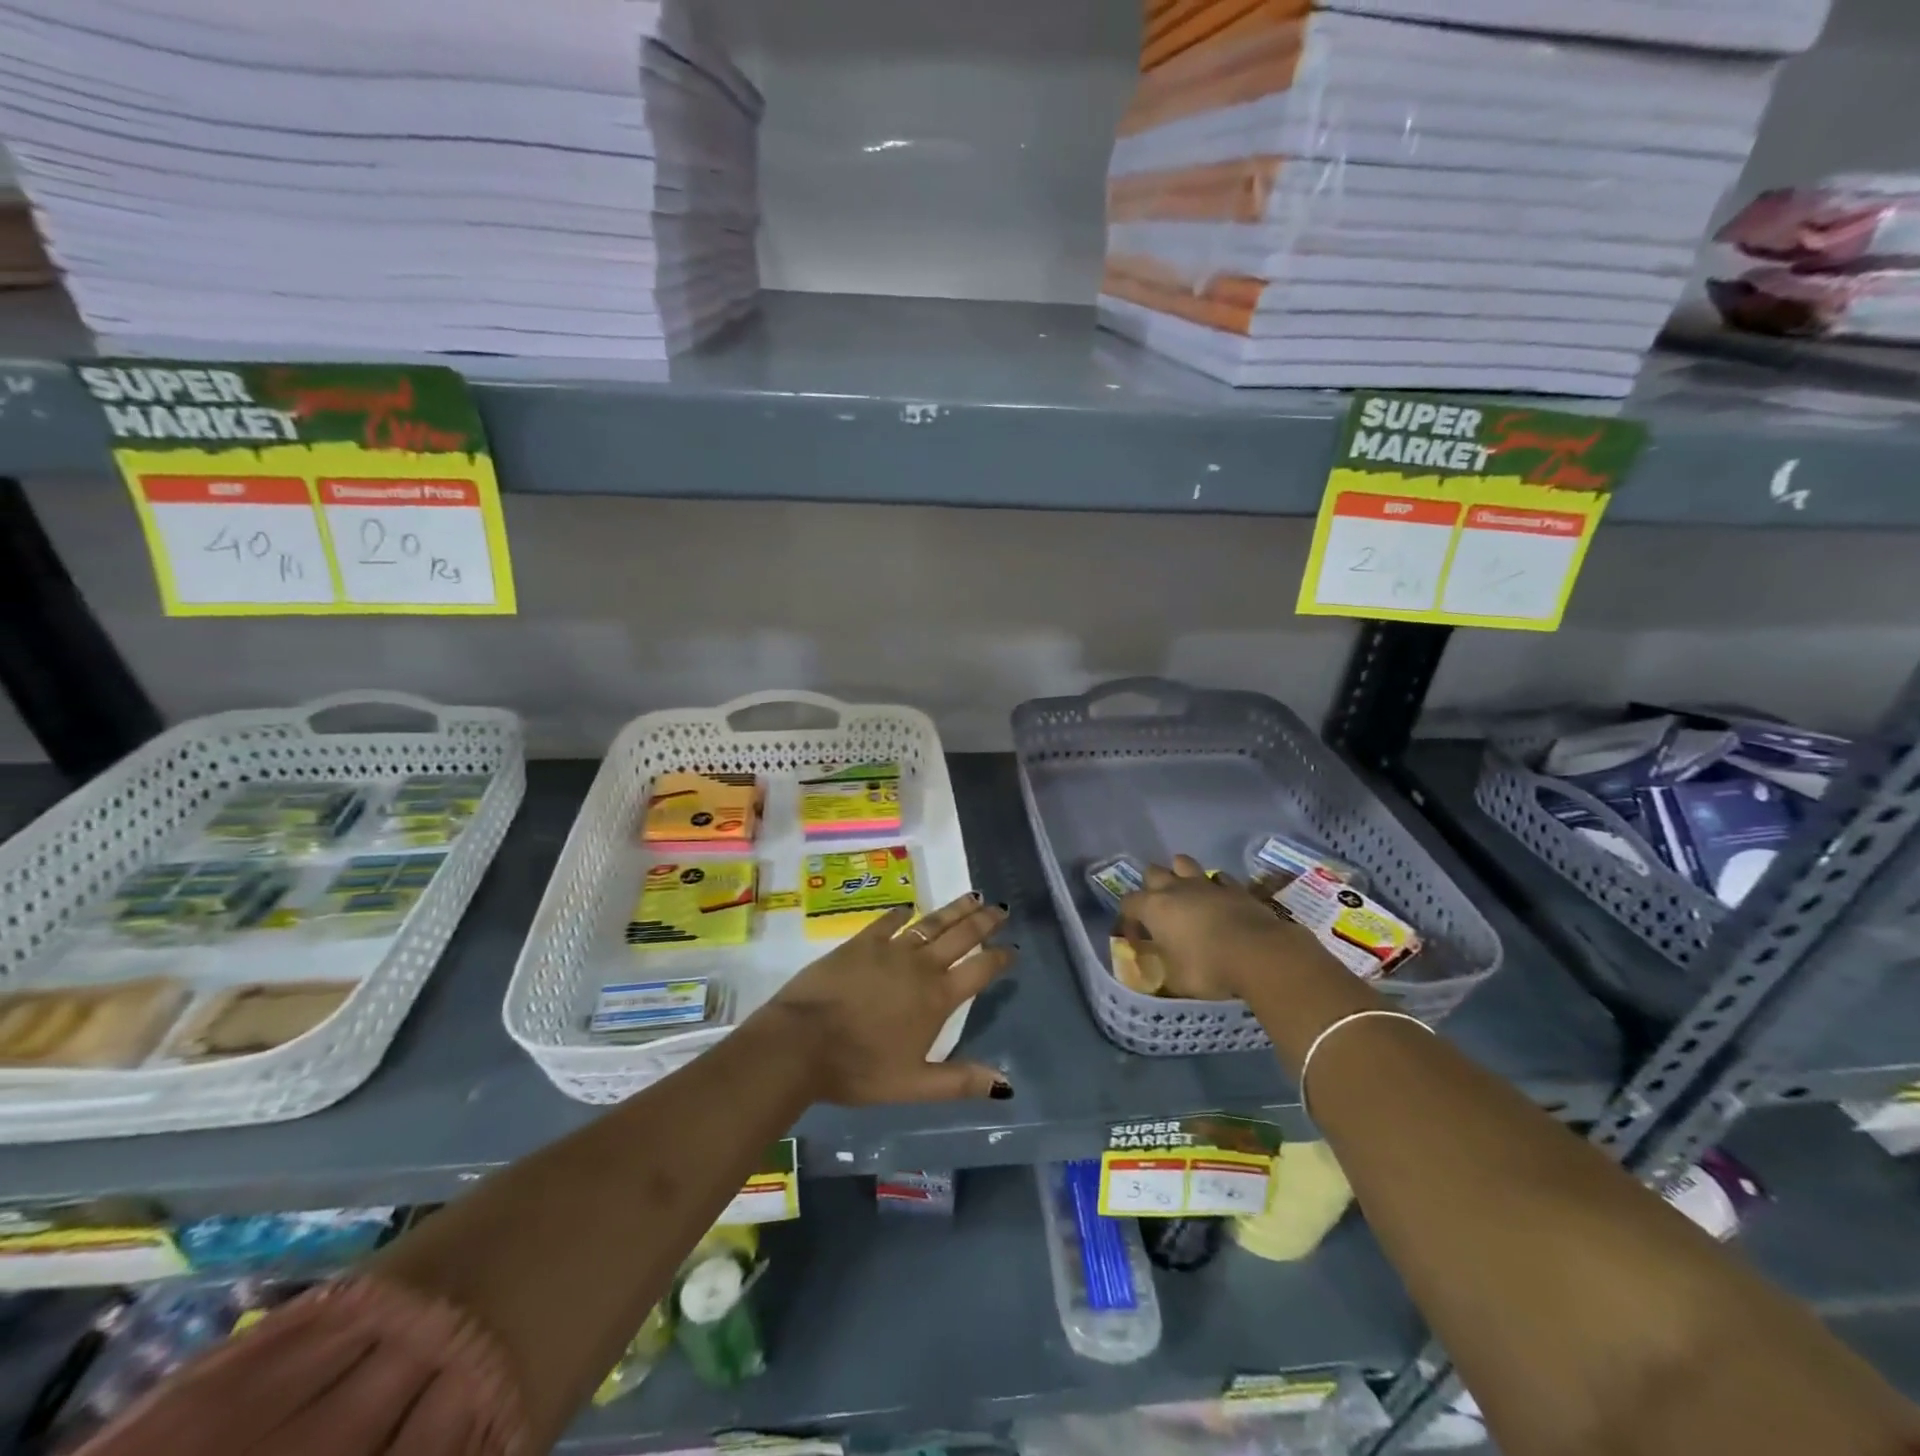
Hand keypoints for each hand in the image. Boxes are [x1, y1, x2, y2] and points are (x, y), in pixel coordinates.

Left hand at [761, 892, 1014, 1105]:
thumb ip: (960, 1081)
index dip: (999, 958)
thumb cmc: (859, 1068)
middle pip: (960, 937)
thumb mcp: (914, 1084)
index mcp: (937, 998)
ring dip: (953, 910)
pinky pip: (887, 923)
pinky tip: (907, 908)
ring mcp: (889, 950)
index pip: (979, 970)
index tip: (1012, 948)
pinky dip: (900, 915)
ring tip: (972, 897)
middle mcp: (920, 967)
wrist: (801, 1042)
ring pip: (930, 923)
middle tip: (1001, 908)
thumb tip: (1006, 1084)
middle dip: (984, 922)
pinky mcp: (859, 943)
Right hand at [1119, 856, 1328, 999]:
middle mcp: (1176, 888)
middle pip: (1152, 872)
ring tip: (1186, 897)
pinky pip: (1218, 878)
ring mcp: (1206, 884)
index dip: (1128, 920)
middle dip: (1151, 888)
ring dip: (1180, 875)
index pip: (1127, 903)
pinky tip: (1219, 901)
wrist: (1260, 954)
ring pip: (1183, 863)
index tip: (1138, 941)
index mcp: (1154, 908)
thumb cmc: (1209, 968)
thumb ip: (1162, 975)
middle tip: (1160, 913)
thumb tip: (1158, 978)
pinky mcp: (1235, 887)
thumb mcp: (1177, 981)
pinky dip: (1214, 886)